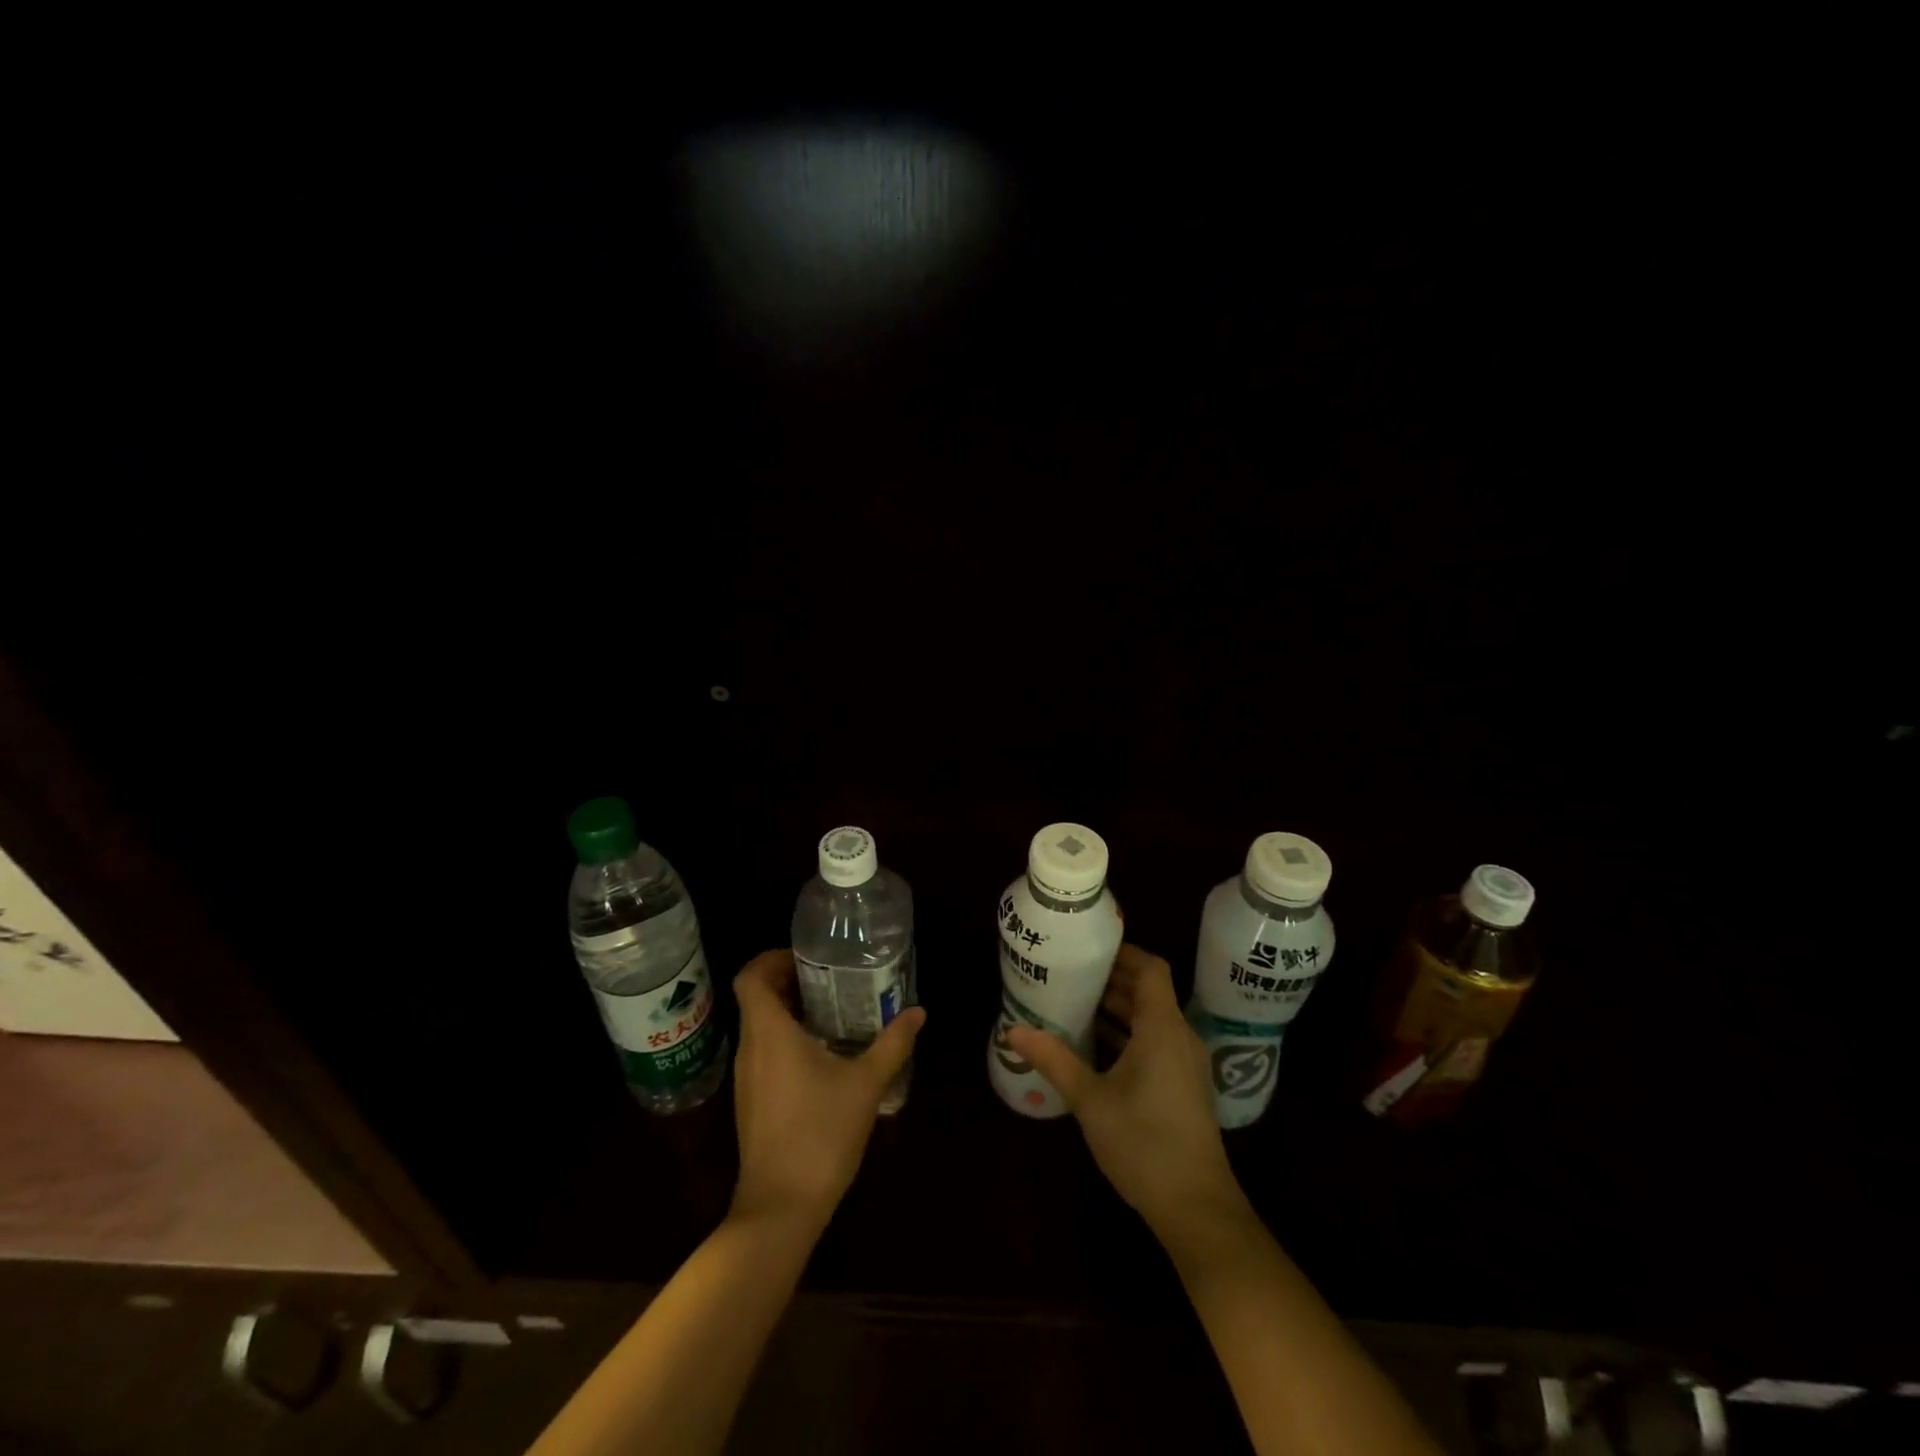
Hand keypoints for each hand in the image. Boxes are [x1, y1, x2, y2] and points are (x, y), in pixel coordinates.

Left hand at [729, 949, 925, 1230]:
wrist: (780, 1209)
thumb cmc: (820, 1134)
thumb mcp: (866, 1084)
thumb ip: (893, 1043)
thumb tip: (918, 1012)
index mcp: (769, 1033)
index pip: (750, 977)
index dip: (772, 958)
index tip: (806, 958)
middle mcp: (750, 1048)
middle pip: (755, 998)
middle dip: (788, 981)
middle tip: (830, 978)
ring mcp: (746, 1078)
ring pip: (759, 1026)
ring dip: (788, 1011)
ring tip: (832, 1011)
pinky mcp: (751, 1101)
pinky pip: (763, 1052)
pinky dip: (785, 1039)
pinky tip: (822, 1055)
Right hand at [1005, 944, 1244, 1241]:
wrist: (1196, 1207)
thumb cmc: (1143, 1142)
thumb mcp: (1090, 1099)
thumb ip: (1054, 1059)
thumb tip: (1012, 1031)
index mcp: (1162, 1027)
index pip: (1150, 968)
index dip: (1123, 952)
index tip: (1088, 948)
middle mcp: (1179, 1036)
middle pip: (1149, 991)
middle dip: (1111, 980)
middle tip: (1070, 973)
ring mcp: (1185, 1063)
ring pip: (1151, 1019)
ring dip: (1118, 1009)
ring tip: (1075, 1003)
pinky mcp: (1183, 1086)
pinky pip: (1155, 1042)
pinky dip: (1128, 1034)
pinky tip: (1094, 1047)